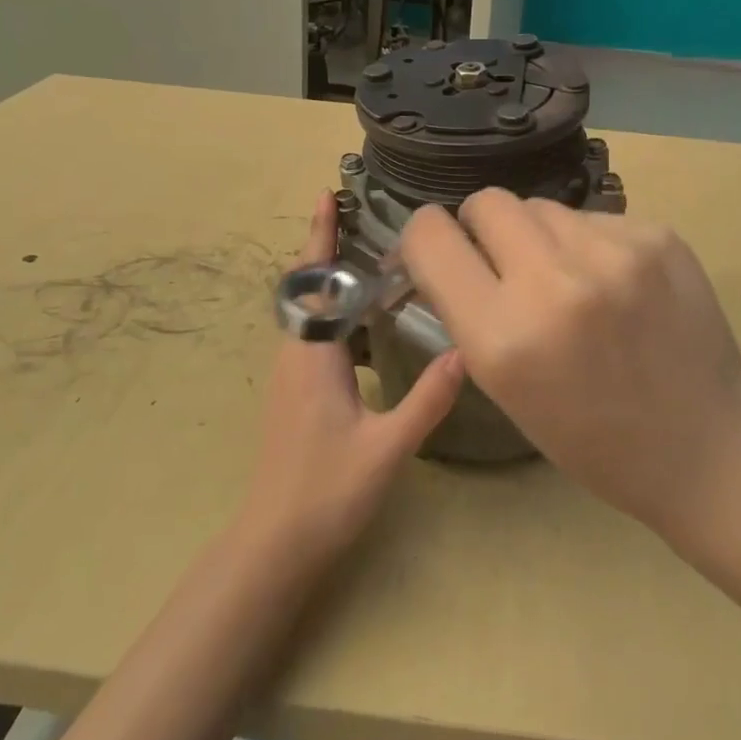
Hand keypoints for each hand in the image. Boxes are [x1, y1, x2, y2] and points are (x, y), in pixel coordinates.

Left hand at [236, 192, 465, 570]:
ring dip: (335, 280)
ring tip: (372, 259)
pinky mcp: (297, 391)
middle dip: (328, 247)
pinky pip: (317, 334)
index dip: (320, 237)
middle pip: (310, 287)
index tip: (328, 196)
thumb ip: (426, 400)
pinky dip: (339, 313)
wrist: (275, 543)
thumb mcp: (386, 448)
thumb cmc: (325, 493)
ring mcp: (292, 374)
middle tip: (359, 214)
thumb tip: (465, 351)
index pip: (316, 282)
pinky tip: (369, 324)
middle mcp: (296, 356)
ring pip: (313, 312)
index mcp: (312, 357)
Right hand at [398, 190, 740, 540]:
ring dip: (539, 236)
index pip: (429, 236)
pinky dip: (589, 243)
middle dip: (482, 227)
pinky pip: (593, 217)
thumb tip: (448, 255)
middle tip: (504, 262)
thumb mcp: (507, 389)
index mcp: (503, 337)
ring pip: (542, 206)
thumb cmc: (594, 439)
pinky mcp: (657, 235)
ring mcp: (613, 252)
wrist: (708, 446)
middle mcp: (553, 282)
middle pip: (486, 201)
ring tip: (570, 280)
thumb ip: (470, 313)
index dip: (423, 240)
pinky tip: (616, 285)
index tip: (438, 254)